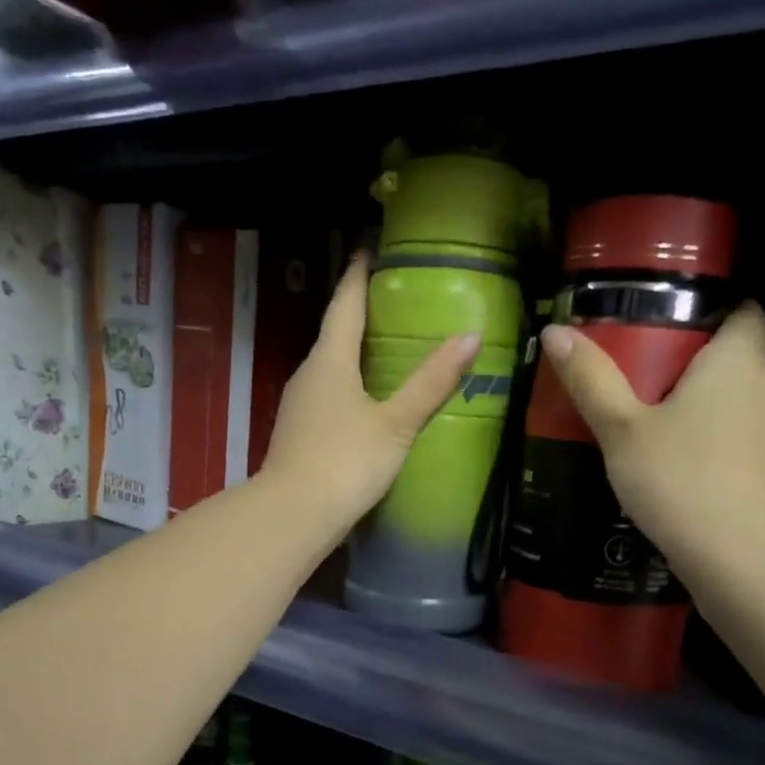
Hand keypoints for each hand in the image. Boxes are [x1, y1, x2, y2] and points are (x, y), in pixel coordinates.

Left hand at [261, 252, 480, 533]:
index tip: (368, 249)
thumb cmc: (346, 461)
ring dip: (351, 355)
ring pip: (328, 369)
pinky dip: (346, 387)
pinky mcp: (297, 434)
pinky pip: (326, 396)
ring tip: (382, 349)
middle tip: (389, 301)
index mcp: (330, 361)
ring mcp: (297, 407)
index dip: (358, 276)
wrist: (294, 515)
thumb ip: (431, 382)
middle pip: (334, 335)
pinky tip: (363, 401)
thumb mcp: (396, 423)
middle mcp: (307, 375)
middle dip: (358, 315)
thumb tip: (470, 336)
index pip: (345, 305)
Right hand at [538, 304, 764, 595]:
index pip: (745, 309)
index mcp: (736, 358)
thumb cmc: (679, 478)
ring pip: (739, 396)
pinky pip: (741, 432)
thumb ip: (591, 380)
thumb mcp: (622, 429)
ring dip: (706, 401)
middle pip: (737, 353)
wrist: (739, 554)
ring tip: (655, 417)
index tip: (670, 326)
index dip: (713, 310)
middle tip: (643, 374)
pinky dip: (715, 435)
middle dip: (698, 358)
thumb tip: (554, 331)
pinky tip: (679, 460)